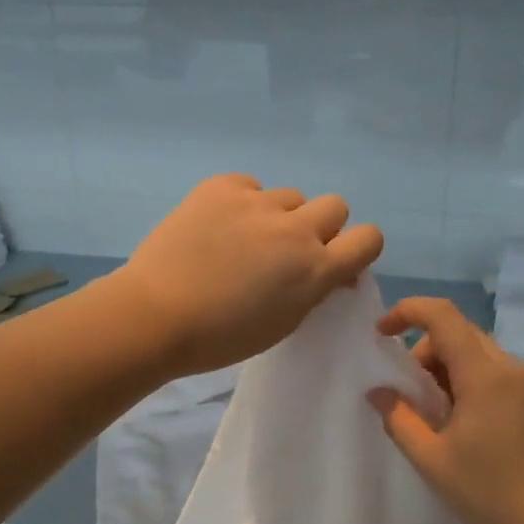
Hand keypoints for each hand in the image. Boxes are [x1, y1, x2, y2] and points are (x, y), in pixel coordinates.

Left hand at [117, 174, 383, 376]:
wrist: (154, 316)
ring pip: (290, 197)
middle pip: (334, 206)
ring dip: (279, 216)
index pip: (369, 238)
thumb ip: (314, 289)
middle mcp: (295, 229)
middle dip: (321, 226)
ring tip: (243, 239)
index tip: (338, 258)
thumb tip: (330, 270)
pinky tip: (218, 226)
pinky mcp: (221, 186)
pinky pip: (249, 186)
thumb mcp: (284, 322)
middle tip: (288, 249)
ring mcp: (257, 203)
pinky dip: (242, 203)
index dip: (358, 246)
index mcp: (315, 269)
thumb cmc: (220, 337)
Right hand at [368, 297, 523, 523]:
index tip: (381, 334)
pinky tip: (455, 421)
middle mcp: (508, 367)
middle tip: (406, 393)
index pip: (443, 315)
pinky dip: (463, 380)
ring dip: (443, 367)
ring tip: (430, 414)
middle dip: (422, 350)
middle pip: (457, 332)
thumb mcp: (431, 458)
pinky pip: (489, 371)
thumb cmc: (488, 492)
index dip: (407, 312)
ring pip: (473, 351)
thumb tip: (378, 391)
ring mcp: (523, 383)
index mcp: (484, 373)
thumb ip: (399, 418)